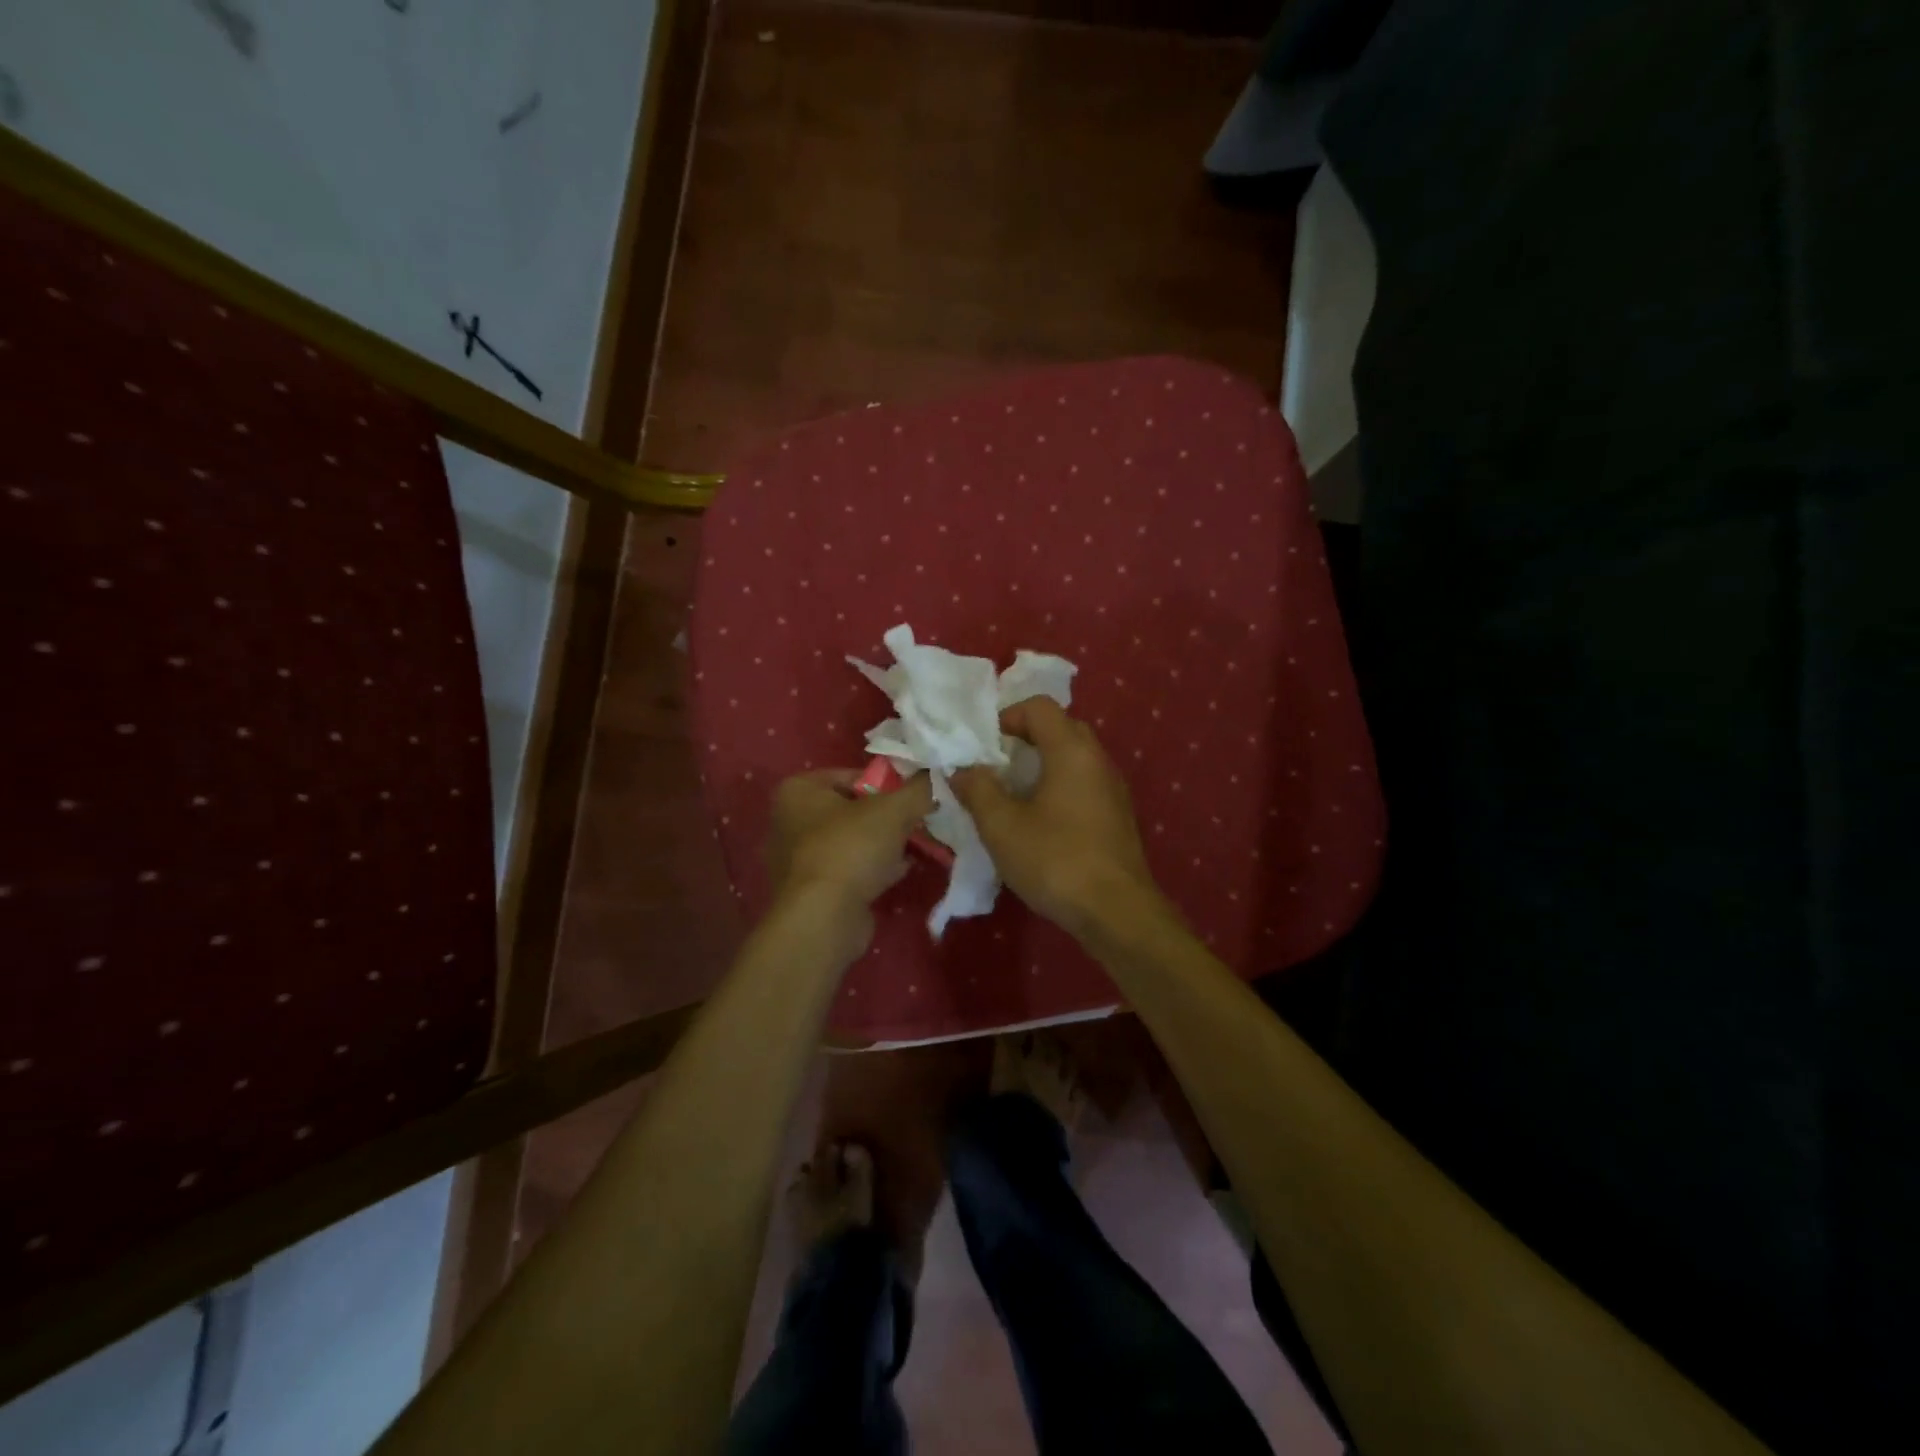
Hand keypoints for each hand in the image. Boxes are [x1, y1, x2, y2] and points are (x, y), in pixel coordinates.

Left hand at [765, 769, 934, 921]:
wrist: (823, 918)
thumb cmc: (850, 848)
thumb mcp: (893, 810)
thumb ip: (918, 789)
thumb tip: (935, 776)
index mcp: (799, 791)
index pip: (852, 775)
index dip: (888, 783)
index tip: (914, 795)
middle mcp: (791, 821)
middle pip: (853, 809)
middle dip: (888, 816)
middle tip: (919, 820)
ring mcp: (799, 860)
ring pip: (854, 841)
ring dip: (884, 844)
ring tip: (917, 844)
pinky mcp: (812, 892)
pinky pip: (850, 870)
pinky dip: (874, 869)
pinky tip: (902, 870)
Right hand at [951, 698, 1163, 938]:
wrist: (1117, 912)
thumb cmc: (1056, 860)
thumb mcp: (1002, 826)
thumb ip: (978, 789)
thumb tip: (963, 769)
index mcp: (1072, 750)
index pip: (1039, 707)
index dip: (1006, 716)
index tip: (982, 745)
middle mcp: (1098, 760)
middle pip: (1060, 728)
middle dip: (1024, 740)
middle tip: (995, 766)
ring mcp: (1113, 789)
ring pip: (1073, 758)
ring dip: (1041, 766)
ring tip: (1012, 795)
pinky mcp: (1117, 816)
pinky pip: (1084, 784)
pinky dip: (1058, 787)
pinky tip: (1039, 821)